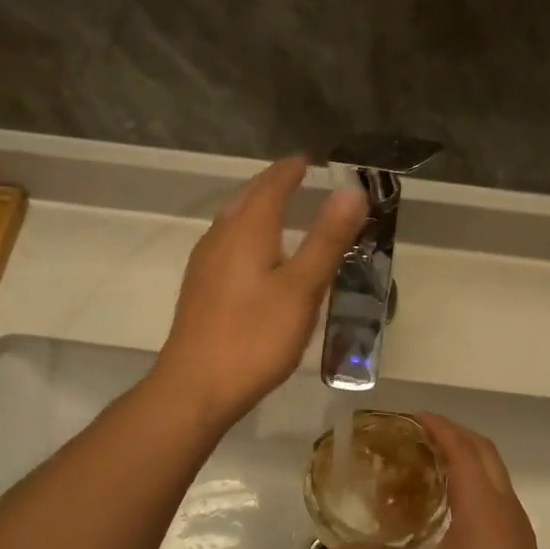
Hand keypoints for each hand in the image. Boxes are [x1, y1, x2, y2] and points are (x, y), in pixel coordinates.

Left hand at [156, 157, 367, 425]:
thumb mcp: (303, 288)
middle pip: (247, 198)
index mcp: (247, 229)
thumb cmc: (256, 336)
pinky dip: (248, 236)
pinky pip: (227, 245)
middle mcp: (220, 237)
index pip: (271, 184)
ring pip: (233, 222)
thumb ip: (327, 238)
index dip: (291, 170)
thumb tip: (352, 191)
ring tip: (281, 213)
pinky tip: (257, 259)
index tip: (309, 161)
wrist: (197, 386)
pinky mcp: (200, 289)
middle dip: (273, 186)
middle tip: (298, 181)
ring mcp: (205, 264)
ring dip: (257, 210)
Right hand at [329, 415, 549, 548]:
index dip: (438, 427)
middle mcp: (505, 506)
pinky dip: (475, 479)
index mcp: (483, 506)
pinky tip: (449, 504)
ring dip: (467, 456)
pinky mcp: (519, 543)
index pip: (462, 449)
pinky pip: (497, 493)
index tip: (410, 417)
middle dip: (453, 434)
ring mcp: (517, 525)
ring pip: (495, 472)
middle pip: (484, 451)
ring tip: (428, 461)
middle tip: (416, 434)